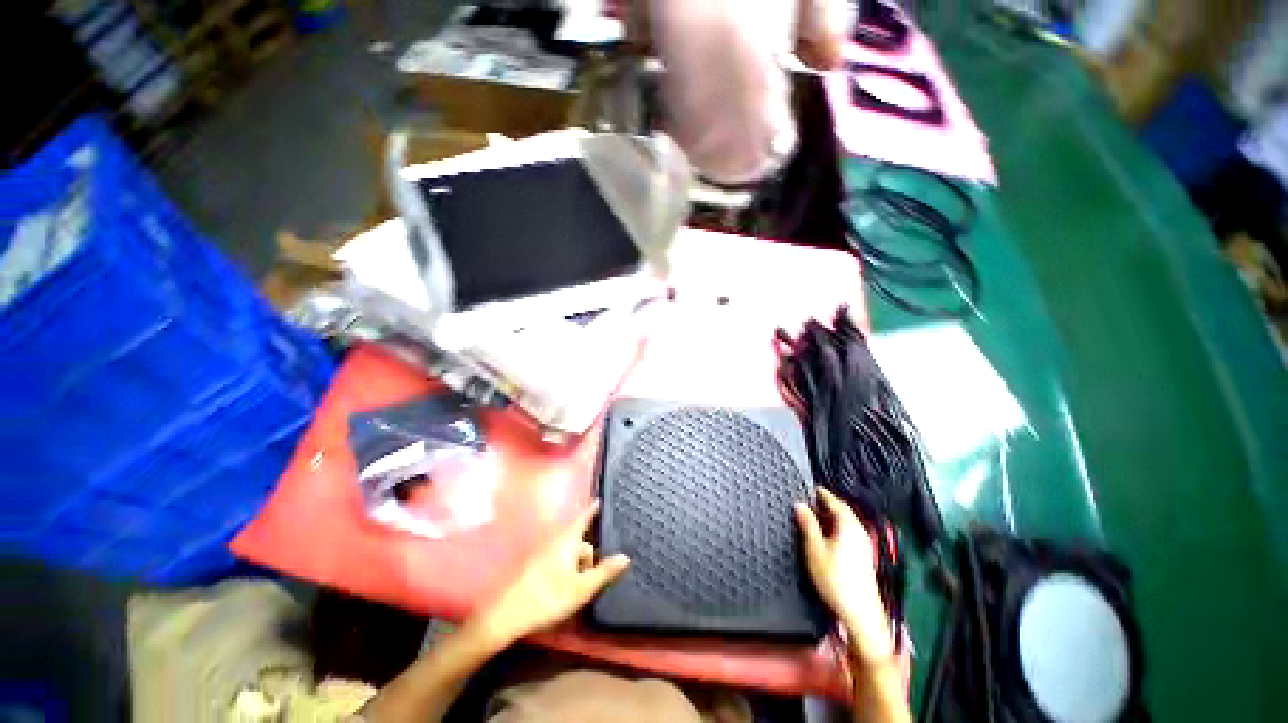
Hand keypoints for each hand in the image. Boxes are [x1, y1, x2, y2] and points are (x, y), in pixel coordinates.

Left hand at [472, 501, 628, 646]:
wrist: (505, 615)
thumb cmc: (547, 598)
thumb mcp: (581, 588)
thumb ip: (604, 572)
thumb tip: (626, 556)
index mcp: (567, 539)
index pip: (584, 517)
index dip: (593, 510)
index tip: (600, 500)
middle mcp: (555, 540)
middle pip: (579, 540)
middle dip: (589, 556)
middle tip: (592, 580)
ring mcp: (543, 552)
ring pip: (569, 552)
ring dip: (578, 566)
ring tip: (578, 590)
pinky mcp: (535, 565)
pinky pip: (558, 559)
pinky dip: (567, 568)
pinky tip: (564, 589)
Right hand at [795, 488, 892, 662]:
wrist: (860, 613)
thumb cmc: (835, 578)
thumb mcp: (815, 549)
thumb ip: (808, 524)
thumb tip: (799, 504)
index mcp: (849, 525)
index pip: (835, 502)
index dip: (822, 493)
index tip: (810, 488)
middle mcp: (859, 531)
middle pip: (843, 511)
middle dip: (827, 504)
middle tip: (810, 500)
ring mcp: (864, 544)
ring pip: (847, 522)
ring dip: (832, 516)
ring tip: (815, 516)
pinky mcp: (864, 556)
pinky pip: (849, 532)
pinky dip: (837, 527)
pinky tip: (827, 535)